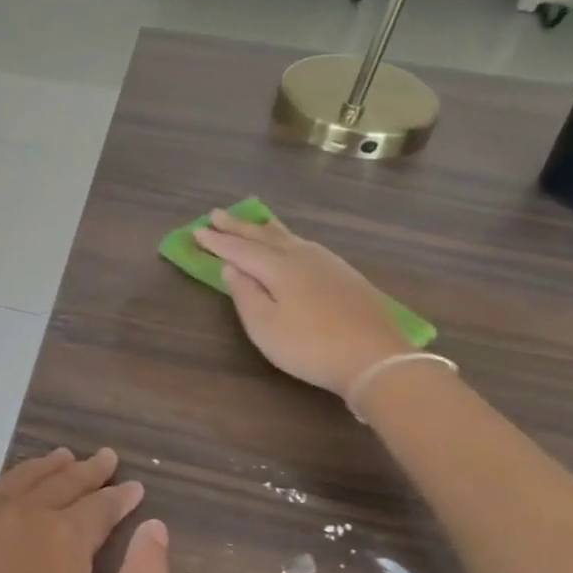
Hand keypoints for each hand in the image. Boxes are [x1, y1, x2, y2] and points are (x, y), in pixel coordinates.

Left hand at [0, 448, 168, 572]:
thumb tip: (155, 526)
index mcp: (64, 537)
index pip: (100, 504)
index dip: (121, 496)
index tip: (135, 488)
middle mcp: (24, 515)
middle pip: (63, 483)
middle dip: (89, 470)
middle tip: (106, 458)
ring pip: (24, 480)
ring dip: (49, 467)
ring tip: (66, 457)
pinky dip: (12, 479)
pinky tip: (17, 481)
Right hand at [193, 209, 406, 396]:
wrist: (376, 358)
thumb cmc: (310, 346)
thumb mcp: (265, 327)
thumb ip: (245, 294)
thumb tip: (231, 268)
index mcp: (279, 268)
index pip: (240, 250)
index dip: (217, 241)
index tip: (196, 231)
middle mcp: (302, 256)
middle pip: (264, 236)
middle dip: (238, 226)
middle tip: (216, 214)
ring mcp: (328, 263)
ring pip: (288, 237)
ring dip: (263, 229)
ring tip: (250, 222)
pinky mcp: (345, 275)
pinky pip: (305, 245)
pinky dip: (287, 239)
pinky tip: (290, 244)